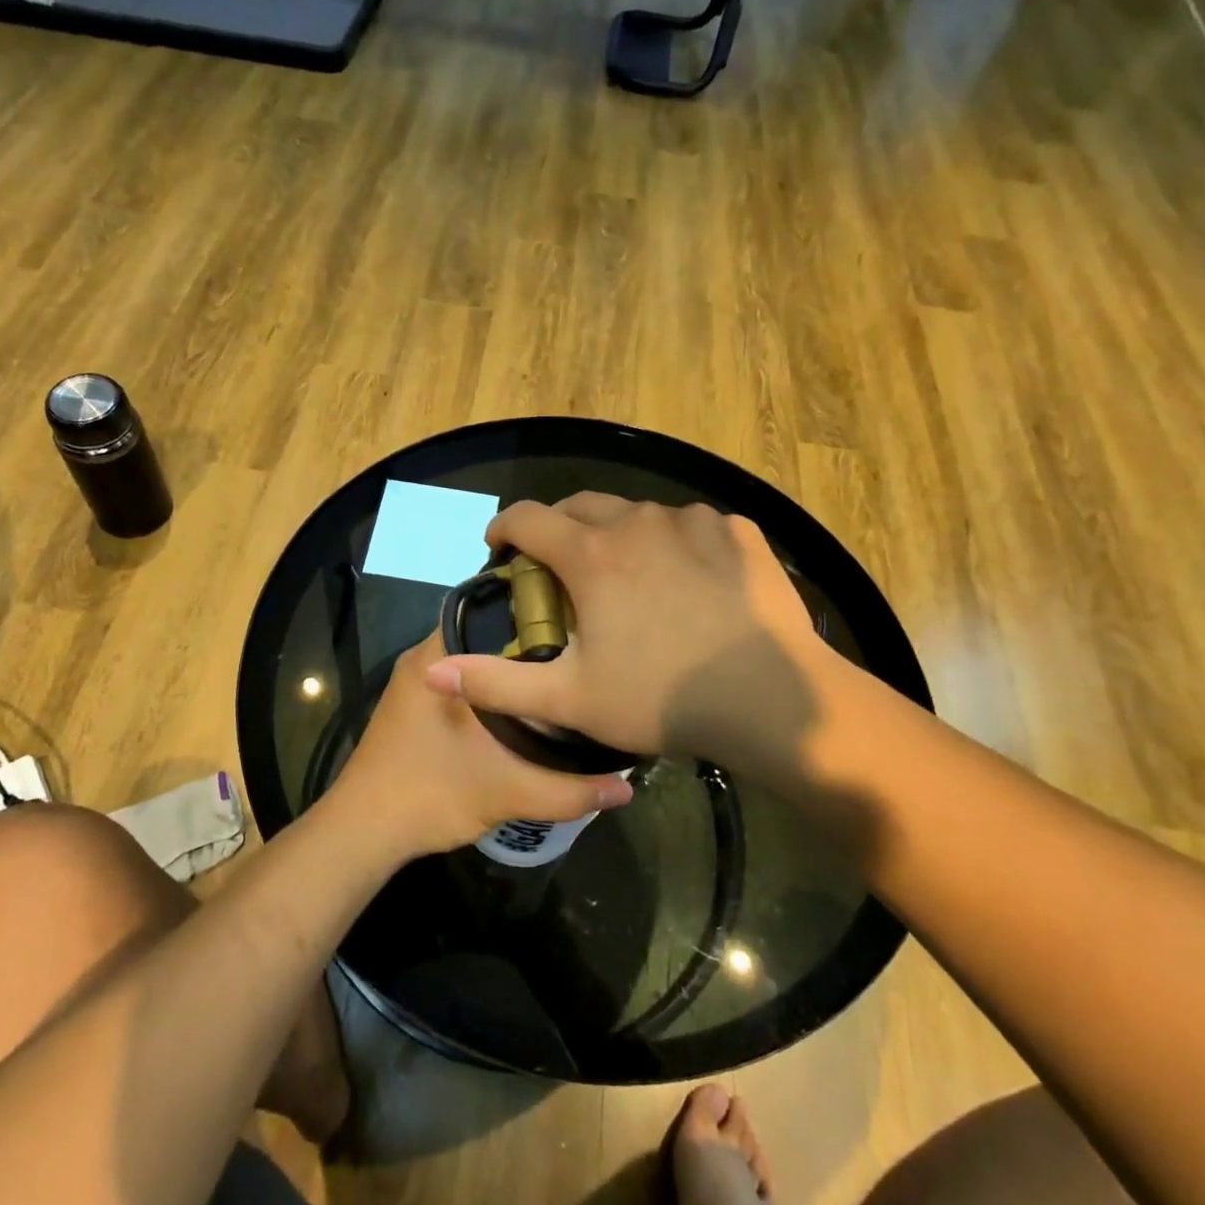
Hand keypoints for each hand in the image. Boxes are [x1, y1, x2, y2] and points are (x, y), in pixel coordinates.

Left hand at [329, 629, 634, 858]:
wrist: (362, 834)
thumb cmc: (428, 796)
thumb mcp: (506, 792)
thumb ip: (568, 790)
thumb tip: (626, 789)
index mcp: (436, 658)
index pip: (492, 608)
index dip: (536, 611)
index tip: (578, 621)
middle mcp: (423, 660)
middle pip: (487, 635)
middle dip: (531, 643)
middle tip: (580, 652)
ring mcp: (415, 686)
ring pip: (474, 662)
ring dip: (511, 670)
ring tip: (563, 675)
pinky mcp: (415, 710)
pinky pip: (463, 684)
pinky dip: (492, 691)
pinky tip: (527, 708)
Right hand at [423, 496, 825, 775]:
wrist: (771, 700)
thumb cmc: (660, 698)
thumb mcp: (567, 699)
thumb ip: (495, 682)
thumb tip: (433, 670)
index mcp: (591, 555)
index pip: (527, 517)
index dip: (504, 528)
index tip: (500, 550)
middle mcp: (638, 522)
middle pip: (581, 504)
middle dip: (560, 527)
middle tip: (560, 566)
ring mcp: (694, 522)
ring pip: (639, 513)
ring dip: (620, 535)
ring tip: (628, 575)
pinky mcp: (739, 533)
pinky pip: (693, 525)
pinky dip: (676, 542)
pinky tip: (688, 578)